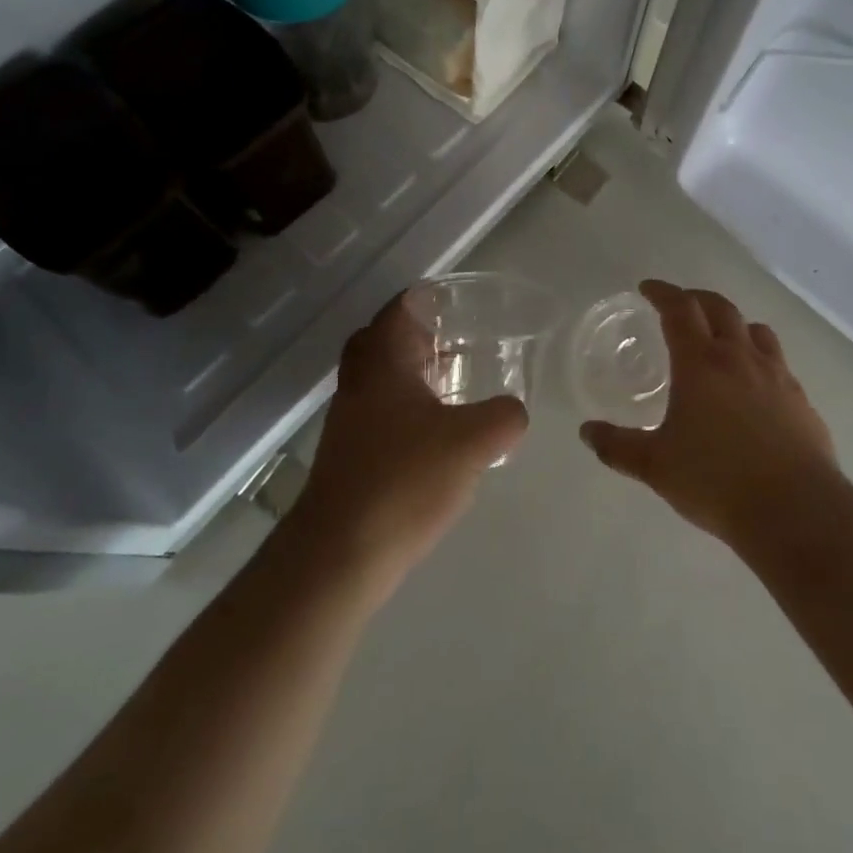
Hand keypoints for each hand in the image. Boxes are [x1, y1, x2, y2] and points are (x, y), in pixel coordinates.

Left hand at [293, 296, 528, 588]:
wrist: (339, 554)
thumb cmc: (404, 481)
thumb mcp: (473, 442)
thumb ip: (504, 416)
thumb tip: (513, 411)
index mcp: (383, 363)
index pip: (400, 308)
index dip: (429, 298)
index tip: (460, 301)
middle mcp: (359, 383)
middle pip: (382, 339)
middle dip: (417, 333)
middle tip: (454, 339)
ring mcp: (349, 420)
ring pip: (379, 377)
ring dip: (411, 372)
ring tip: (454, 383)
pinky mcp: (348, 454)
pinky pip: (379, 411)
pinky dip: (406, 407)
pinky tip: (437, 433)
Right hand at [580, 280, 842, 548]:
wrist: (795, 509)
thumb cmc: (716, 480)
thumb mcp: (656, 466)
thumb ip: (618, 446)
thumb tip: (586, 432)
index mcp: (700, 363)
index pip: (679, 309)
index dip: (662, 293)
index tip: (647, 288)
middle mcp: (740, 357)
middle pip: (720, 308)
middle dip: (696, 298)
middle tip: (680, 304)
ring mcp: (776, 375)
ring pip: (755, 330)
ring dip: (733, 323)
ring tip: (721, 337)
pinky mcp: (800, 398)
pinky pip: (778, 361)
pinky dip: (759, 356)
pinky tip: (754, 382)